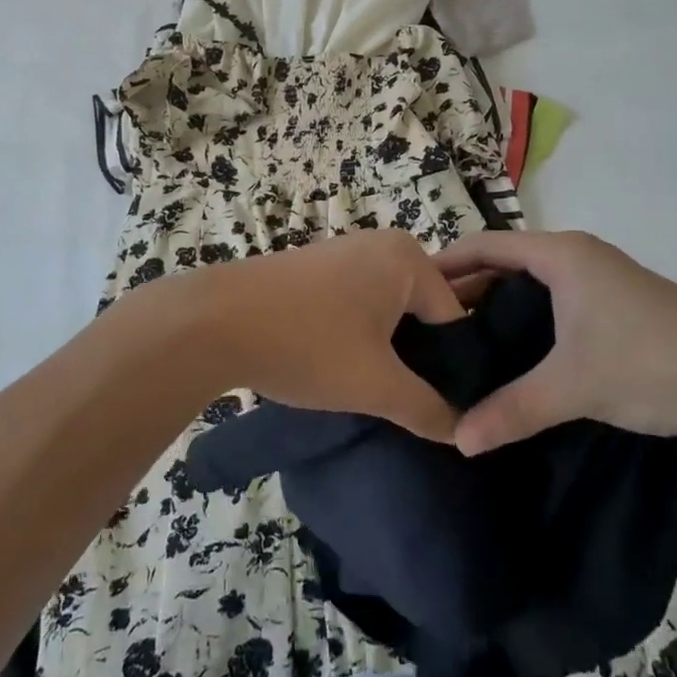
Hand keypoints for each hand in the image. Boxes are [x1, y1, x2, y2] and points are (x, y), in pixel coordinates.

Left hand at [155, 230, 467, 441]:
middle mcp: (381, 244)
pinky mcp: (315, 268)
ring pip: (388, 310)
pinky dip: (358, 335)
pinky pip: (357, 303)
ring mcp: (344, 252)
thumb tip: (464, 432)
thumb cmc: (306, 343)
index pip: (455, 320)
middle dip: (419, 358)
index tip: (444, 410)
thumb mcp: (375, 385)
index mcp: (408, 258)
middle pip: (422, 312)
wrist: (212, 321)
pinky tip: (342, 367)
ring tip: (375, 391)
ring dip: (387, 350)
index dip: (454, 369)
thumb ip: (428, 409)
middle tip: (410, 404)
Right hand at [434, 230, 676, 453]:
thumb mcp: (574, 386)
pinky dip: (529, 319)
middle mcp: (578, 256)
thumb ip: (512, 410)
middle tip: (431, 327)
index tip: (409, 290)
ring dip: (500, 307)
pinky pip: (556, 300)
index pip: (485, 246)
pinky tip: (518, 356)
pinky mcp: (619, 304)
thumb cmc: (652, 361)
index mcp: (561, 255)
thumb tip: (459, 440)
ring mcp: (602, 278)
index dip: (445, 264)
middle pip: (506, 263)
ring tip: (465, 344)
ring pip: (533, 284)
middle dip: (468, 290)